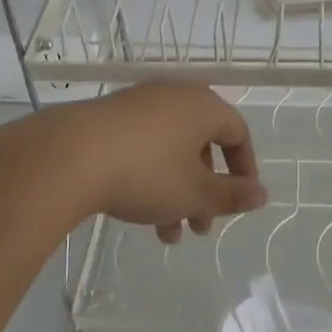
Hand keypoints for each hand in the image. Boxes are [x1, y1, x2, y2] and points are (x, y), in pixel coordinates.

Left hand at [24, 84, 264, 242]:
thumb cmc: (146, 172)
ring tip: (166, 235)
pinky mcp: (109, 116)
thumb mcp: (194, 193)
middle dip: (205, 190)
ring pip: (172, 150)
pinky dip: (150, 176)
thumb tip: (262, 194)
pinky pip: (144, 145)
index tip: (240, 200)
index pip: (238, 132)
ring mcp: (139, 103)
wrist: (69, 156)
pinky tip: (136, 210)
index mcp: (203, 106)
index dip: (244, 168)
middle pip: (203, 144)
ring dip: (177, 192)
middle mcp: (174, 96)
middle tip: (200, 227)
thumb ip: (231, 195)